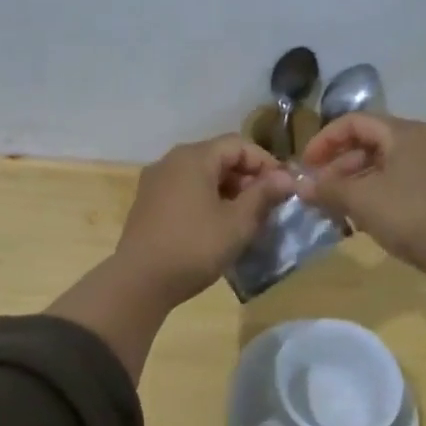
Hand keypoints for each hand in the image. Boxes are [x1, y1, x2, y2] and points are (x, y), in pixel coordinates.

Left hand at [115, 135, 295, 305]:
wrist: (139, 282)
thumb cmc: (194, 247)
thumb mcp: (237, 222)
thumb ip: (263, 195)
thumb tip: (287, 177)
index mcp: (193, 157)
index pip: (238, 144)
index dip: (265, 163)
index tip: (284, 188)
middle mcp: (171, 161)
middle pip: (218, 157)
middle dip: (247, 177)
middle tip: (267, 205)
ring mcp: (155, 182)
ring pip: (201, 175)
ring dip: (228, 190)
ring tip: (246, 218)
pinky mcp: (147, 203)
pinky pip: (185, 190)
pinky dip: (206, 199)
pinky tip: (217, 225)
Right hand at [298, 114, 425, 268]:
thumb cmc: (411, 215)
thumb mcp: (362, 200)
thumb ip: (328, 189)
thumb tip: (300, 185)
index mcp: (405, 132)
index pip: (354, 122)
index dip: (324, 140)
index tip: (306, 166)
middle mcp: (424, 142)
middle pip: (371, 143)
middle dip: (339, 166)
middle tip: (320, 192)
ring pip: (386, 165)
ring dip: (356, 183)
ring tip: (339, 209)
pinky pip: (402, 182)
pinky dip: (378, 193)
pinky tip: (367, 218)